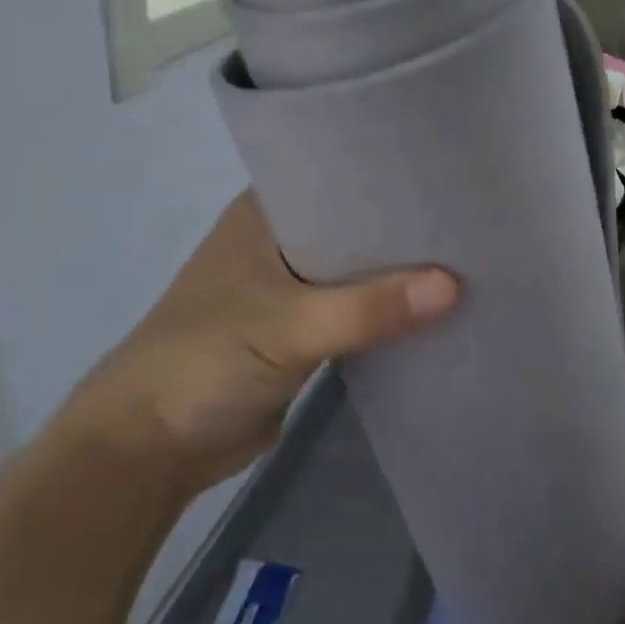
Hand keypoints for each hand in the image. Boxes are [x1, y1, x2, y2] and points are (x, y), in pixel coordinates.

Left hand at [59, 192, 457, 498]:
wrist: (149, 450)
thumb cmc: (203, 362)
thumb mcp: (288, 327)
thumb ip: (369, 308)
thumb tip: (454, 286)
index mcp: (267, 213)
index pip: (341, 175)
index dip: (393, 174)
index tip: (452, 173)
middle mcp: (282, 241)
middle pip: (358, 224)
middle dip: (408, 226)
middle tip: (475, 217)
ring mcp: (291, 288)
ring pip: (360, 269)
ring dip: (401, 271)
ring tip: (470, 257)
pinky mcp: (302, 331)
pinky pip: (357, 310)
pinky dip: (388, 310)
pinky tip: (436, 307)